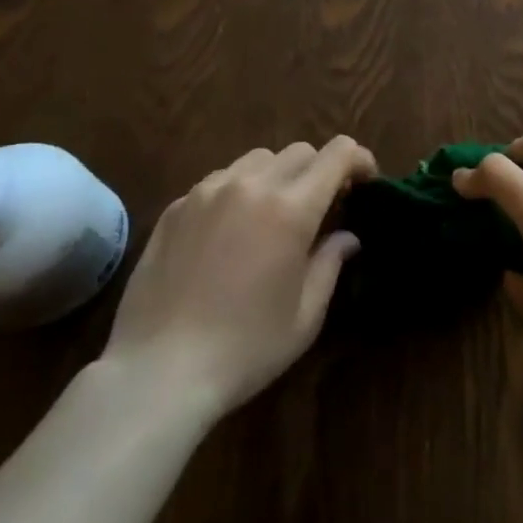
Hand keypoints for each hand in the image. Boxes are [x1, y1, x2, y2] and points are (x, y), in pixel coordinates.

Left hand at [100, 136, 375, 415]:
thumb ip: (330, 263)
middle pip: (300, 151)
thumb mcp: (305, 316)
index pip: (338, 153)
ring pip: (258, 159)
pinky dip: (238, 192)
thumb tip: (346, 236)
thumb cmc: (245, 349)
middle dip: (319, 171)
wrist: (157, 372)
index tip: (364, 184)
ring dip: (277, 177)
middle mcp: (251, 185)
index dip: (359, 160)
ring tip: (272, 216)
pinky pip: (219, 180)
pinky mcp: (176, 206)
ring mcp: (208, 191)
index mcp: (291, 208)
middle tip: (320, 208)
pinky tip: (229, 232)